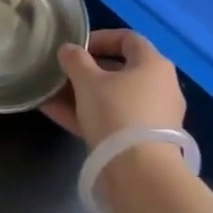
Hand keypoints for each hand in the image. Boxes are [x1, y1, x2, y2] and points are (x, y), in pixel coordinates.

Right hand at [42, 29, 186, 147]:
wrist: (140, 174)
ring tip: (51, 94)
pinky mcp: (145, 142)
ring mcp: (154, 116)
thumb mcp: (88, 82)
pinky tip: (56, 115)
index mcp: (154, 64)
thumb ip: (75, 60)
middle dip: (87, 71)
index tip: (76, 47)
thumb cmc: (117, 113)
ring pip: (114, 98)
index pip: (128, 39)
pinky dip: (89, 116)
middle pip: (120, 70)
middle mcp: (161, 87)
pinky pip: (113, 121)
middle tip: (62, 73)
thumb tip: (68, 49)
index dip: (100, 38)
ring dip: (83, 95)